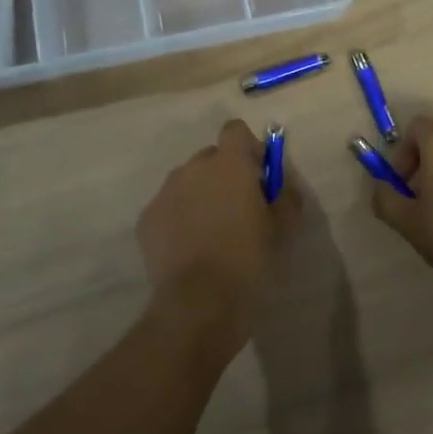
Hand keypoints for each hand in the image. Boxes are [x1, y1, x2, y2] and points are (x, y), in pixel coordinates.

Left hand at [137, 119, 298, 362]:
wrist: (198, 303)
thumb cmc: (248, 260)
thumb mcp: (283, 228)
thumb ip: (286, 196)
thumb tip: (281, 184)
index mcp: (229, 164)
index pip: (235, 130)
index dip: (248, 148)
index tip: (258, 175)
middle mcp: (193, 168)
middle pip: (210, 157)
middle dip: (224, 174)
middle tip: (238, 209)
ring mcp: (165, 192)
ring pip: (187, 182)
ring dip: (200, 195)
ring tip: (211, 233)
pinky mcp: (146, 219)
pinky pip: (168, 208)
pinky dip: (178, 219)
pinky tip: (189, 249)